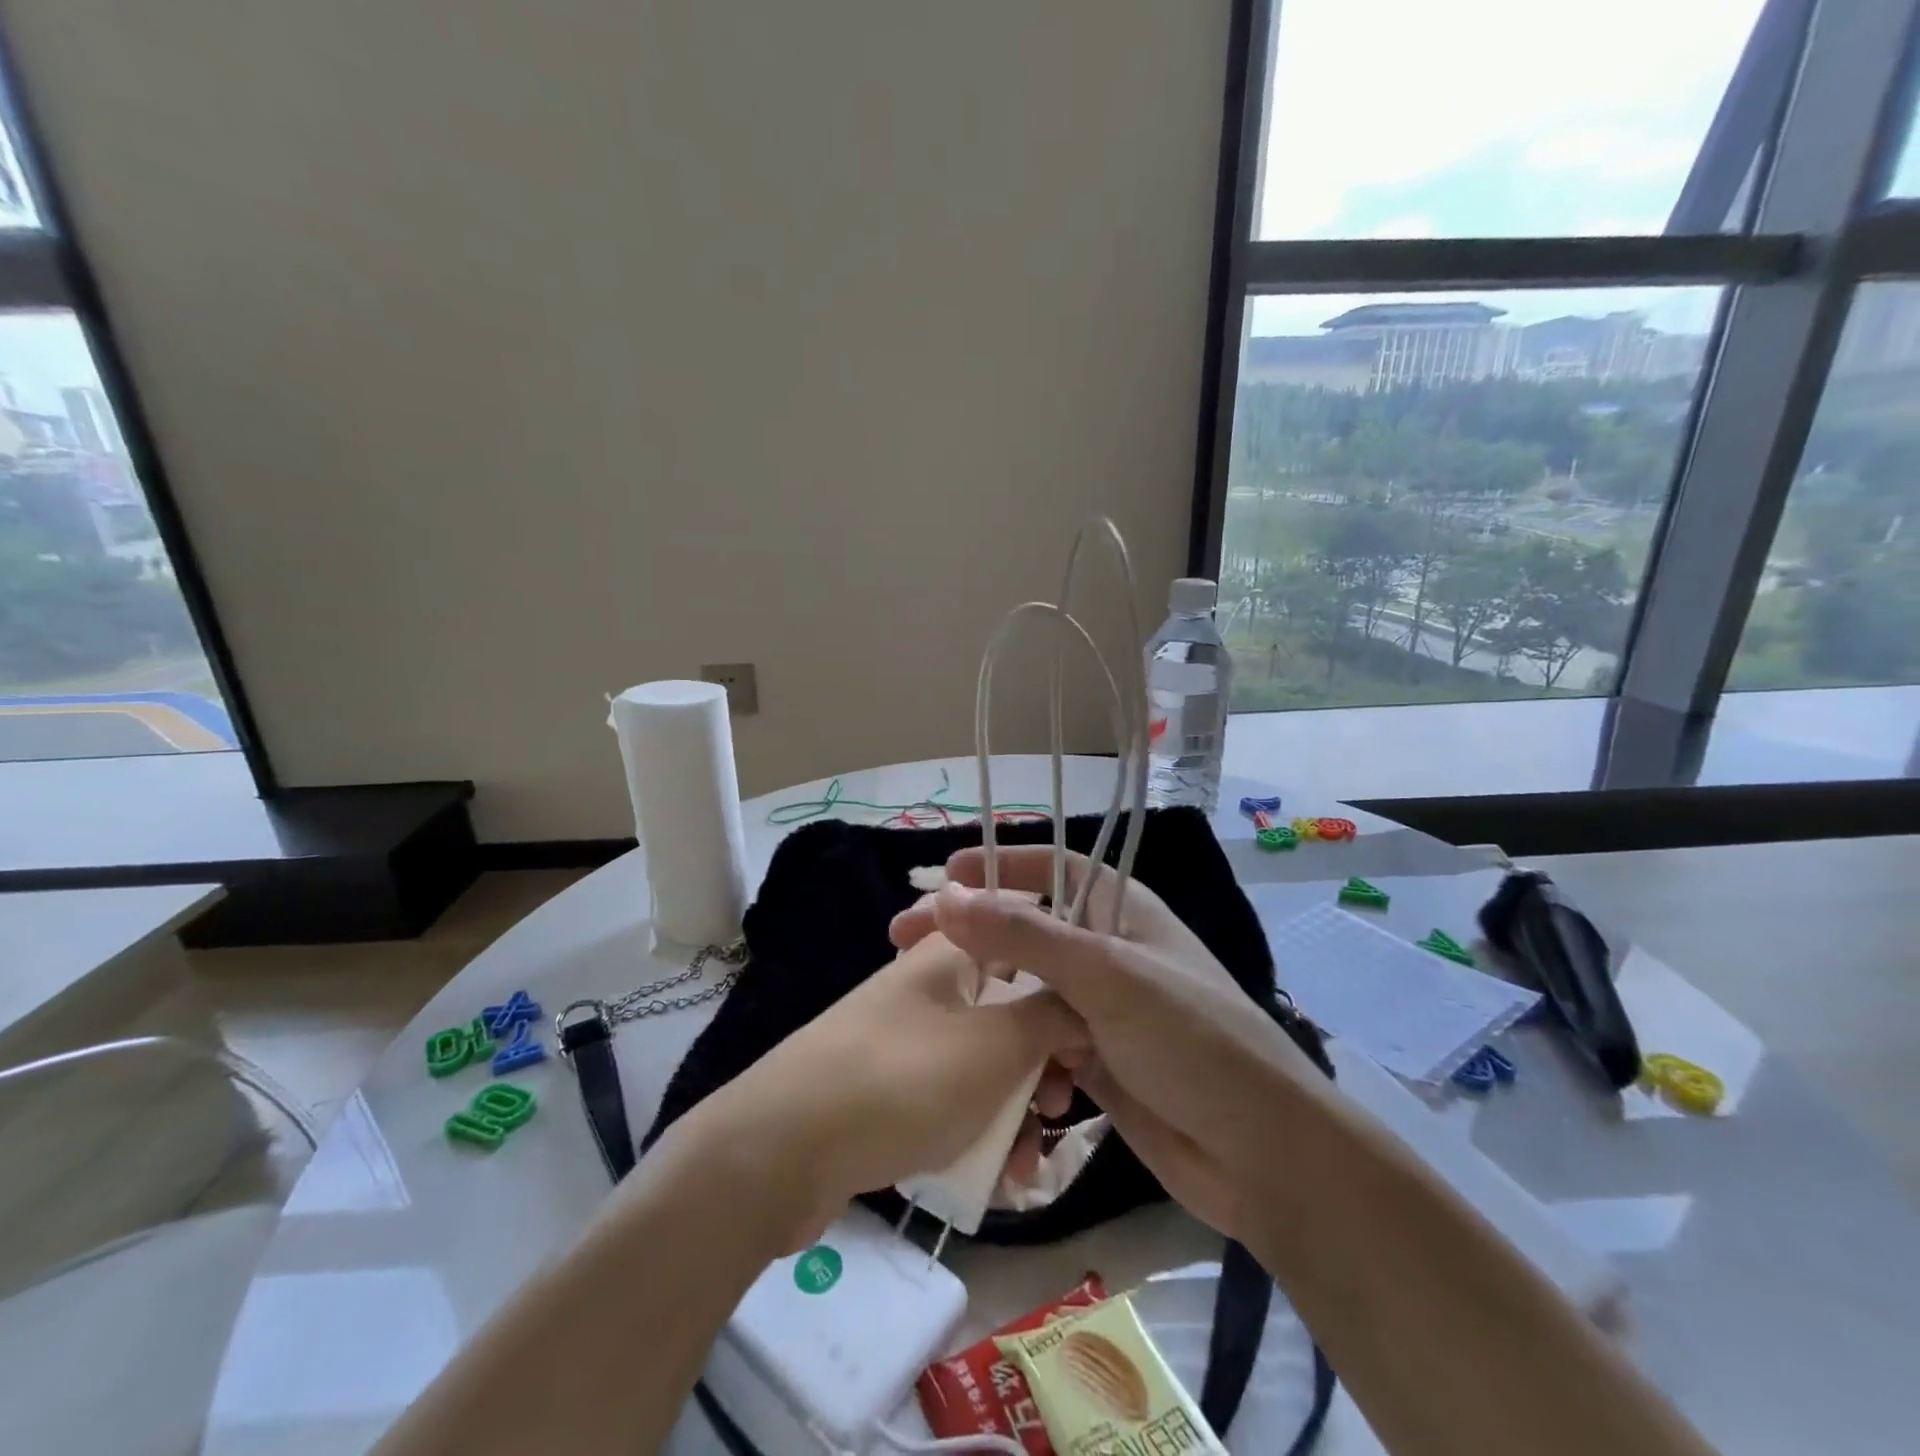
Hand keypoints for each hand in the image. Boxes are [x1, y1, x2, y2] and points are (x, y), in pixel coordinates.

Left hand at [694, 927, 1086, 1248]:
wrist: (779, 1151)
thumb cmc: (902, 1081)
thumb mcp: (994, 1046)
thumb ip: (1051, 1017)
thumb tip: (1084, 1004)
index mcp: (952, 953)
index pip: (1025, 942)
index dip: (1065, 983)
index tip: (1091, 1032)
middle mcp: (930, 986)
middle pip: (1009, 1010)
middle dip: (1044, 1064)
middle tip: (1061, 1108)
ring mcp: (905, 1038)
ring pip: (984, 1062)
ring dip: (1016, 1110)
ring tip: (1026, 1165)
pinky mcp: (887, 1088)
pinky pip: (951, 1099)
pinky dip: (978, 1131)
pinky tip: (995, 1178)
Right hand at [890, 846, 1330, 1245]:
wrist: (1263, 1155)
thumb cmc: (1191, 1040)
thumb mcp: (1107, 976)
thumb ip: (1025, 937)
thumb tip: (947, 898)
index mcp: (1120, 912)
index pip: (1053, 868)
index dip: (1000, 865)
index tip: (943, 877)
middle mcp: (1107, 954)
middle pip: (1026, 930)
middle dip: (972, 935)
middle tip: (904, 943)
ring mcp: (1099, 1010)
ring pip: (1026, 991)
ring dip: (987, 999)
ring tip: (933, 1006)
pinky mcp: (1094, 1062)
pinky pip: (1037, 1045)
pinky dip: (1014, 1054)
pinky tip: (990, 1073)